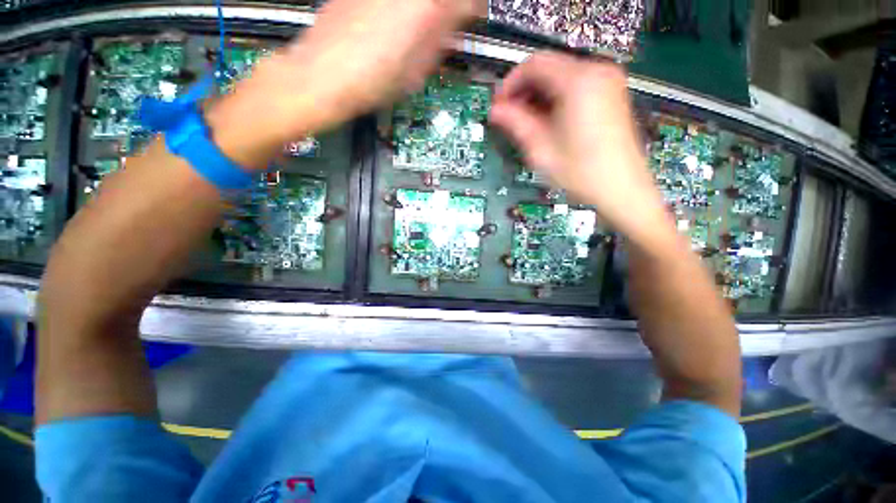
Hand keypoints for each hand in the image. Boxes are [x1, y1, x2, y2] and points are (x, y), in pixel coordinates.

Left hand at [208, 0, 483, 166]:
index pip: (466, 1)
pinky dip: (401, 9)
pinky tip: (392, 24)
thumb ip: (440, 44)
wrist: (323, 76)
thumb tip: (453, 30)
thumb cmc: (370, 83)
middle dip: (448, 10)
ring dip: (425, 10)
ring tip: (416, 30)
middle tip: (446, 26)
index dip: (470, 11)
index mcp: (426, 9)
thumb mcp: (417, 72)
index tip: (470, 20)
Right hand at [490, 52, 672, 247]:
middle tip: (509, 117)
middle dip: (523, 91)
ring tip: (525, 123)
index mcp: (579, 81)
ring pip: (560, 77)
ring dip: (538, 96)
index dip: (510, 83)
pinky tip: (546, 122)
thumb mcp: (541, 149)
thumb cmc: (581, 172)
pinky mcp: (610, 94)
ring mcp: (607, 82)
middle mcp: (597, 72)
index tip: (499, 105)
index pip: (534, 65)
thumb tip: (496, 111)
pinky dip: (555, 99)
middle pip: (548, 67)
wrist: (621, 188)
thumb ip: (516, 124)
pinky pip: (575, 86)